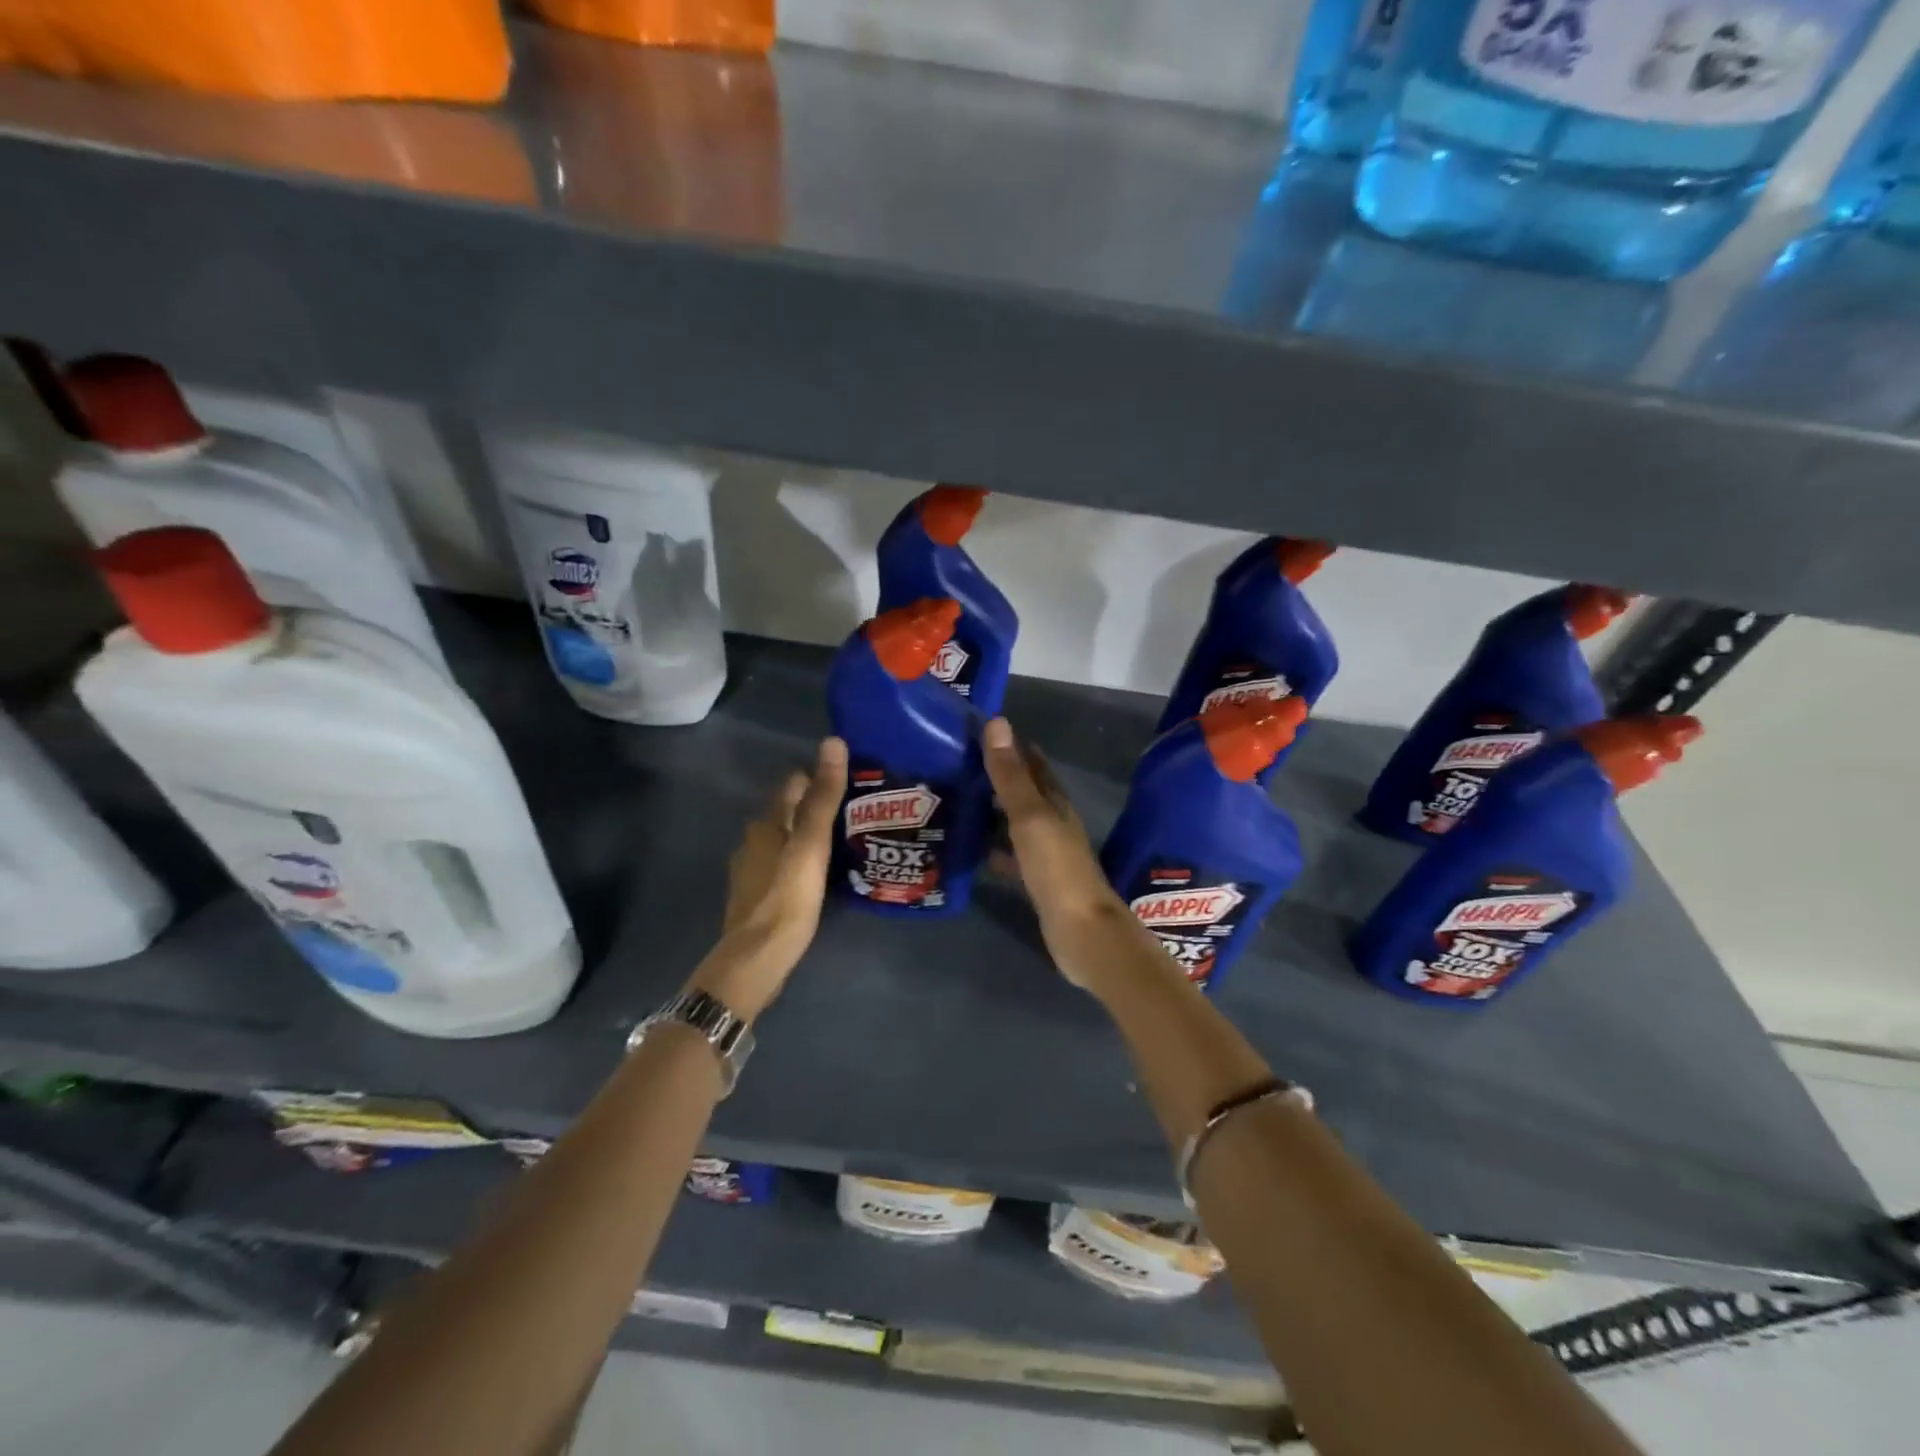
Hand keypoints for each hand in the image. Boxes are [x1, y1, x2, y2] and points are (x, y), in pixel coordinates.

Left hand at [687, 736, 847, 1019]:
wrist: (755, 959)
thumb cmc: (787, 897)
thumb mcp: (812, 844)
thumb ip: (823, 797)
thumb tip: (833, 742)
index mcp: (766, 823)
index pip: (794, 785)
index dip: (820, 779)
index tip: (852, 784)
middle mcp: (754, 840)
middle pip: (788, 812)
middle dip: (816, 808)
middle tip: (856, 815)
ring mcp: (751, 870)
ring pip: (785, 840)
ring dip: (808, 838)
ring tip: (844, 845)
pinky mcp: (756, 896)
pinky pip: (782, 866)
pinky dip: (800, 863)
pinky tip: (819, 877)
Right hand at [981, 717, 1134, 988]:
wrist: (1082, 932)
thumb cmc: (1056, 869)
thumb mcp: (1029, 817)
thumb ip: (1010, 776)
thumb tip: (997, 723)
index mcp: (1055, 803)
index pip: (1033, 765)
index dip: (1012, 748)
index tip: (981, 733)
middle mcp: (1054, 823)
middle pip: (1025, 793)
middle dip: (999, 779)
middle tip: (960, 766)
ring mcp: (1048, 854)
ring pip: (1017, 824)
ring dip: (994, 813)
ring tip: (959, 803)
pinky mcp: (1039, 882)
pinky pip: (1012, 856)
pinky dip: (994, 849)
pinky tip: (973, 852)